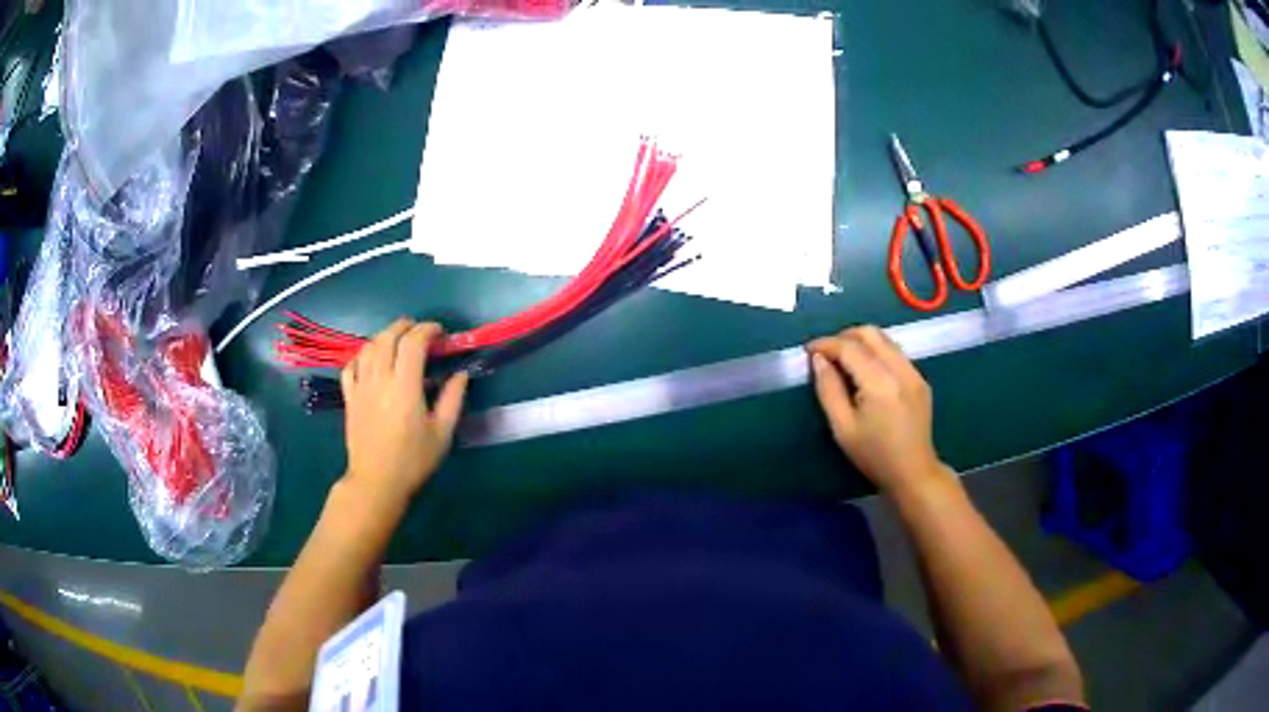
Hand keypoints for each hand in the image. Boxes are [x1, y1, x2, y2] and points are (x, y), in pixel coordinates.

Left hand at [339, 319, 468, 508]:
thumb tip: (461, 373)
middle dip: (405, 326)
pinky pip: (350, 366)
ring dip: (384, 337)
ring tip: (397, 342)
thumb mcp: (442, 433)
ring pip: (368, 347)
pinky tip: (371, 360)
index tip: (441, 333)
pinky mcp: (349, 397)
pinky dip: (362, 355)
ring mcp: (361, 387)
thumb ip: (452, 399)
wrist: (376, 482)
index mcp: (405, 387)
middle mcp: (380, 380)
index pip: (413, 342)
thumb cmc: (413, 460)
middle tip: (420, 331)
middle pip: (388, 337)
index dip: (428, 330)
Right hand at [806, 326, 945, 493]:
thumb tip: (819, 360)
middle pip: (870, 333)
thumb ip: (828, 389)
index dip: (826, 344)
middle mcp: (900, 369)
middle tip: (826, 353)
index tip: (808, 351)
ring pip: (884, 339)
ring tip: (843, 360)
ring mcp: (914, 372)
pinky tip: (866, 372)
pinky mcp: (920, 379)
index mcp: (879, 383)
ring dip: (861, 342)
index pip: (849, 347)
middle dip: (844, 337)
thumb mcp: (842, 428)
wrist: (913, 472)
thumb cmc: (873, 455)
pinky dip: (876, 352)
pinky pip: (895, 352)